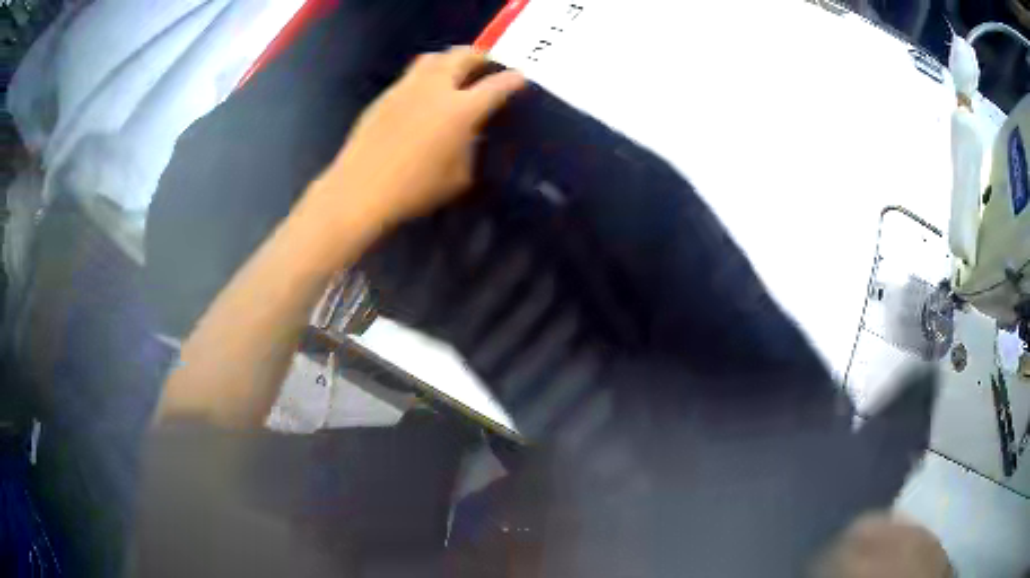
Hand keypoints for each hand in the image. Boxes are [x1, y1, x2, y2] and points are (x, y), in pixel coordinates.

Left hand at [307, 46, 525, 234]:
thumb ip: (471, 149)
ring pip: (433, 58)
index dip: (512, 80)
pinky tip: (423, 95)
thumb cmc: (414, 190)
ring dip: (451, 59)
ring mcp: (406, 88)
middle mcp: (435, 89)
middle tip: (486, 65)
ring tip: (455, 71)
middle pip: (462, 56)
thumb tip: (471, 134)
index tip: (520, 78)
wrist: (361, 190)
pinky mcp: (385, 96)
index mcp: (460, 110)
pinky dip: (426, 76)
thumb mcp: (458, 177)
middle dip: (480, 56)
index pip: (496, 86)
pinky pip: (411, 75)